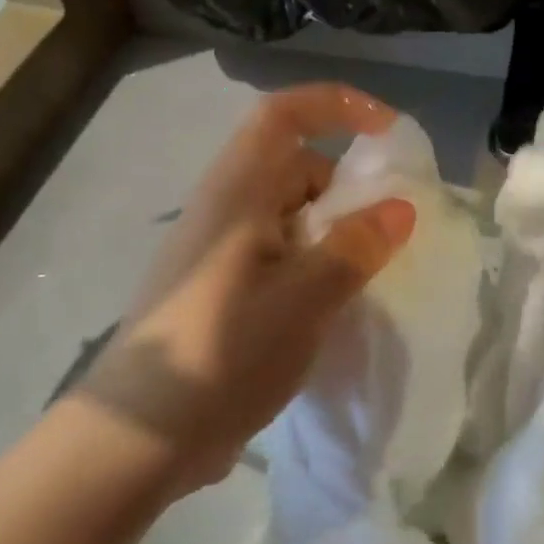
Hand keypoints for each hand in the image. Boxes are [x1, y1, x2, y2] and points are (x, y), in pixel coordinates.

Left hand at [76, 84, 415, 495]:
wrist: (143, 437)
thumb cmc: (223, 352)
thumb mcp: (305, 297)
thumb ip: (356, 247)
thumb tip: (400, 208)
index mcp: (238, 193)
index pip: (284, 115)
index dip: (338, 106)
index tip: (388, 134)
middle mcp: (227, 213)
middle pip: (296, 169)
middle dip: (349, 187)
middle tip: (389, 232)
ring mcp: (223, 255)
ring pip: (293, 219)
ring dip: (336, 234)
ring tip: (369, 278)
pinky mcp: (225, 293)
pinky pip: (283, 258)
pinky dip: (317, 268)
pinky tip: (336, 309)